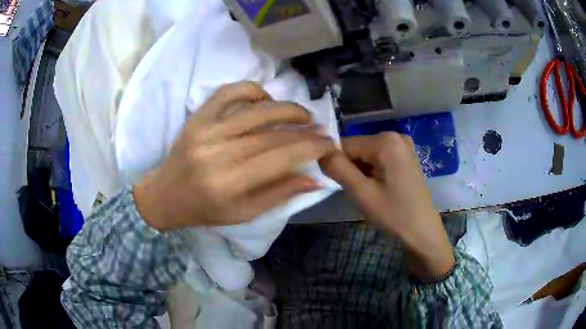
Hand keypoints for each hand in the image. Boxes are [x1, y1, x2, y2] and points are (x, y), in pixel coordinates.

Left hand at [133, 82, 335, 230]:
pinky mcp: (197, 117)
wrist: (165, 195)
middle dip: (304, 129)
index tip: (329, 143)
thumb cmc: (204, 211)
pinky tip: (265, 98)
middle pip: (272, 133)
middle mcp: (218, 152)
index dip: (310, 147)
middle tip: (321, 128)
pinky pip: (227, 92)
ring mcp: (205, 129)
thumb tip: (314, 178)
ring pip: (255, 109)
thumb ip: (279, 194)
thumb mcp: (243, 214)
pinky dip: (250, 89)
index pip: (281, 157)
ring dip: (286, 107)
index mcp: (229, 183)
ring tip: (302, 114)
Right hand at [319, 132, 454, 278]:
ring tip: (372, 192)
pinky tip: (380, 188)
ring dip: (362, 172)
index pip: (345, 144)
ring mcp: (402, 145)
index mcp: (385, 140)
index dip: (338, 164)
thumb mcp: (361, 192)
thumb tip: (320, 152)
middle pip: (357, 148)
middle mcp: (395, 135)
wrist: (422, 230)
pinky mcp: (405, 155)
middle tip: (360, 192)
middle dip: (352, 168)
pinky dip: (372, 171)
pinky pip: (378, 158)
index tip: (343, 185)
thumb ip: (337, 168)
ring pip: (366, 154)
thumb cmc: (393, 214)